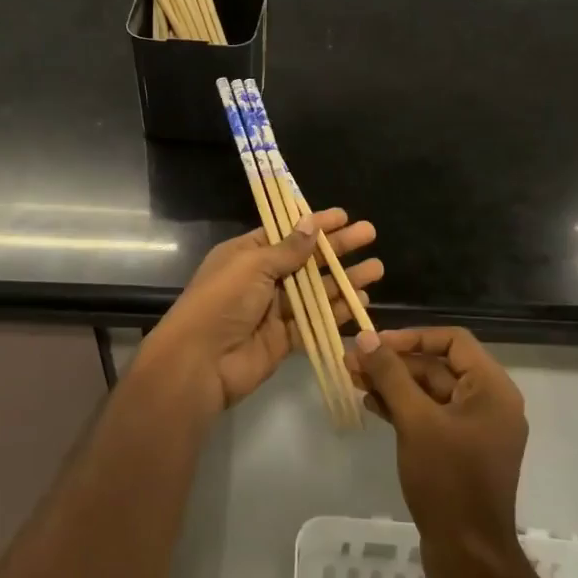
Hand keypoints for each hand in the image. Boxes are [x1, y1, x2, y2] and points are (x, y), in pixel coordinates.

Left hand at [137, 208, 381, 414]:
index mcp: (246, 255)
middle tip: (370, 235)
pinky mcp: (284, 339)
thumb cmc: (222, 302)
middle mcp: (261, 279)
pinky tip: (360, 301)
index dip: (315, 224)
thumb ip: (287, 250)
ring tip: (376, 269)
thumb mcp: (252, 265)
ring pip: (316, 290)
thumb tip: (311, 224)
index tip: (344, 216)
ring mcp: (274, 310)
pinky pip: (315, 320)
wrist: (200, 362)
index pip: (286, 233)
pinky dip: (337, 311)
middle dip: (338, 248)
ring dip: (344, 279)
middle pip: (306, 260)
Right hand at [349, 327, 529, 577]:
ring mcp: (475, 429)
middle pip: (438, 366)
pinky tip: (371, 406)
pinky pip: (430, 417)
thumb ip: (390, 375)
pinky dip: (402, 409)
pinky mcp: (460, 452)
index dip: (412, 336)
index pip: (453, 340)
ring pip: (430, 392)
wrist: (468, 557)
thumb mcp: (415, 421)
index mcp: (492, 389)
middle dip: (394, 363)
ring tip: (353, 380)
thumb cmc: (447, 481)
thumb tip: (365, 337)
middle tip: (352, 362)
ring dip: (393, 385)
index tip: (374, 344)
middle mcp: (489, 403)